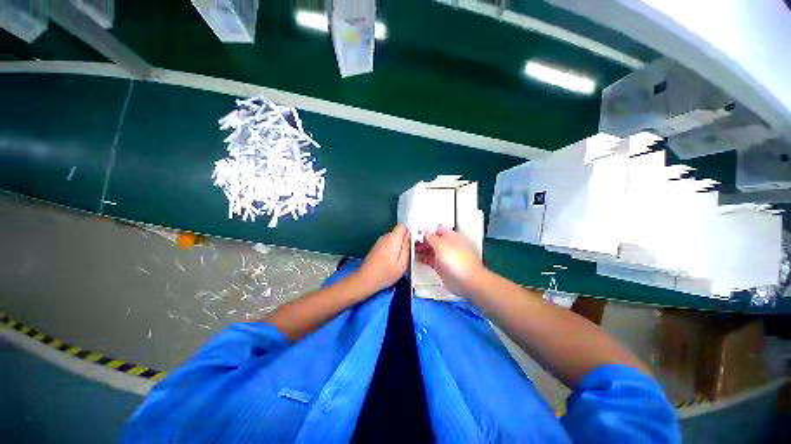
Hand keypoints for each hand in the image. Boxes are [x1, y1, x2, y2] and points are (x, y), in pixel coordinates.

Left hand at [355, 224, 410, 293]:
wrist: (364, 280)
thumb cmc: (385, 274)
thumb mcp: (402, 264)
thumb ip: (407, 248)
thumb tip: (411, 236)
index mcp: (392, 239)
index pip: (402, 226)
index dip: (410, 231)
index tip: (416, 240)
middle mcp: (385, 237)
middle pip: (399, 232)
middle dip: (406, 239)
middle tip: (412, 252)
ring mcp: (379, 242)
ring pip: (394, 239)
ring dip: (399, 245)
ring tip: (404, 258)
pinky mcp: (377, 248)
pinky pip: (388, 244)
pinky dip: (393, 249)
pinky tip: (394, 260)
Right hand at [416, 225, 485, 296]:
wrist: (467, 282)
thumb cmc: (457, 260)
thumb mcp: (441, 245)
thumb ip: (431, 237)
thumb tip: (425, 230)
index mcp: (450, 236)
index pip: (437, 229)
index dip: (426, 229)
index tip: (415, 230)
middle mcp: (447, 245)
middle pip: (432, 239)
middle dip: (422, 239)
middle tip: (409, 240)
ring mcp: (444, 256)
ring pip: (430, 250)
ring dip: (420, 249)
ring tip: (409, 249)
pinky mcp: (441, 267)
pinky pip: (429, 260)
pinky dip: (422, 258)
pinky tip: (414, 258)